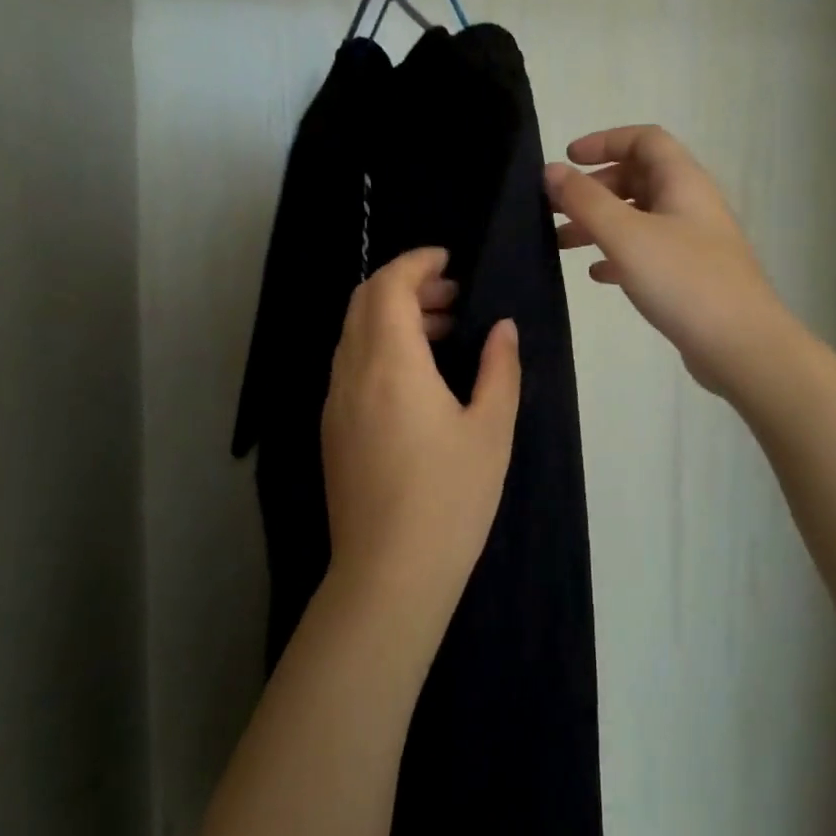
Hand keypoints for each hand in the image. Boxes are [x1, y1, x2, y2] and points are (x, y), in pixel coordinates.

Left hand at [321, 249, 521, 631]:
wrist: (389, 575)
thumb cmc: (449, 498)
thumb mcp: (491, 430)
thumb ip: (499, 368)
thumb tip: (503, 328)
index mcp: (391, 363)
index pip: (388, 286)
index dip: (417, 262)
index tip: (449, 259)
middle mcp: (352, 372)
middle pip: (364, 301)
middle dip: (406, 285)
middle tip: (453, 297)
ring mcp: (335, 402)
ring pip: (354, 333)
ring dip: (392, 316)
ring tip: (443, 333)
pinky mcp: (332, 429)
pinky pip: (350, 364)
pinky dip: (379, 347)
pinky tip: (417, 377)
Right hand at [547, 125, 784, 395]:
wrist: (742, 347)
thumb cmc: (684, 281)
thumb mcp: (626, 235)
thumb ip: (585, 200)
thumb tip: (551, 169)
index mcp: (683, 182)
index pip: (644, 140)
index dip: (604, 141)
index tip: (567, 160)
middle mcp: (690, 204)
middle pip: (638, 178)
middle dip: (594, 188)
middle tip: (554, 207)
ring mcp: (693, 242)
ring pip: (638, 217)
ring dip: (599, 223)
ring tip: (561, 243)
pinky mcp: (690, 276)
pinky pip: (647, 253)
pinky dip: (618, 255)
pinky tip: (597, 275)